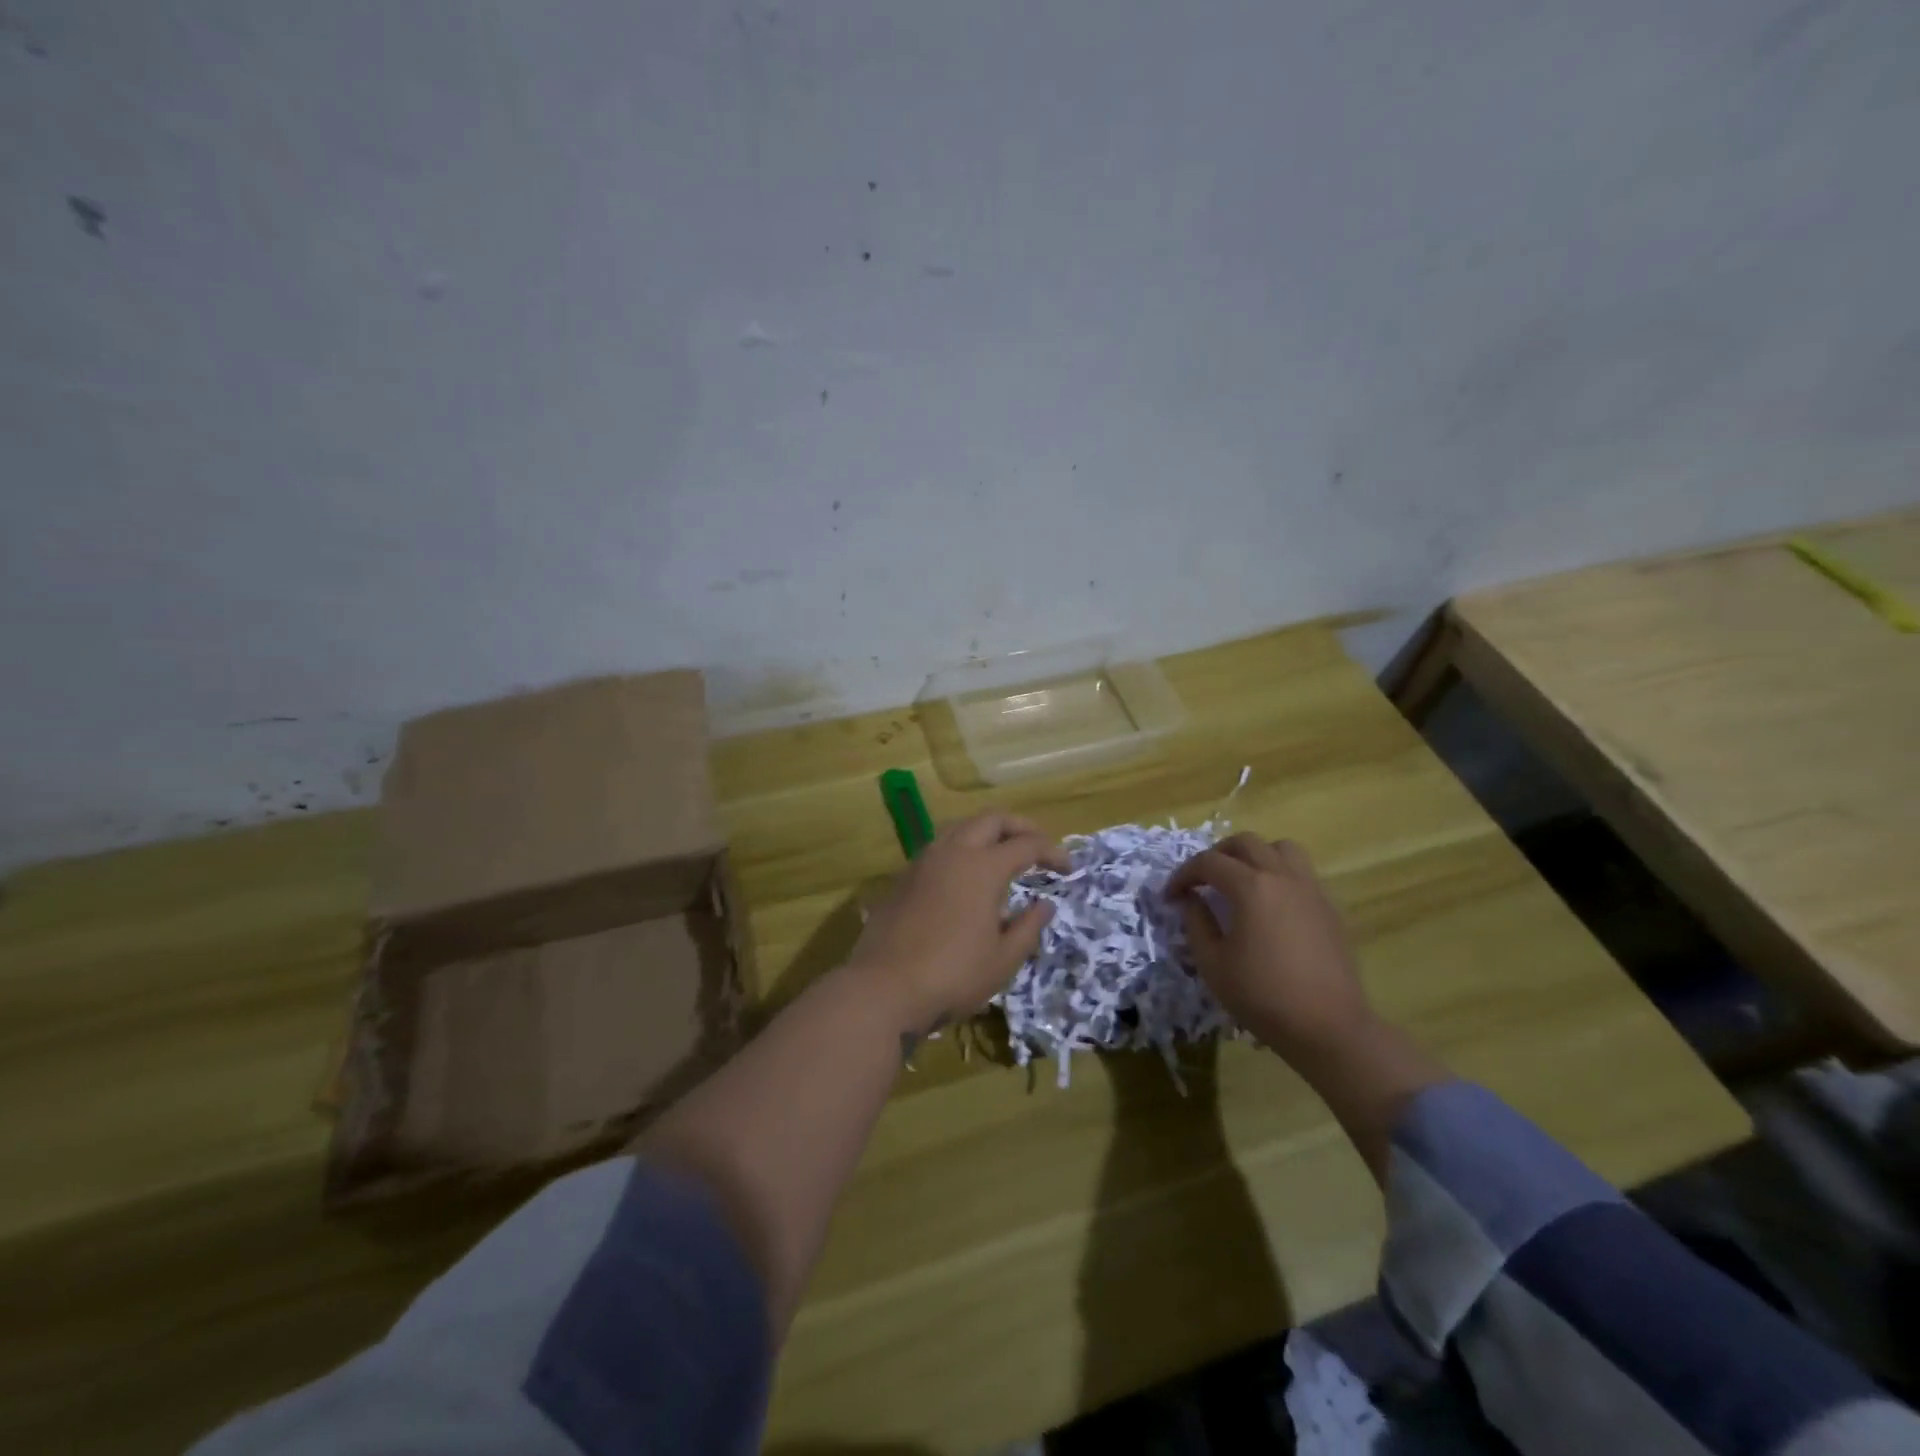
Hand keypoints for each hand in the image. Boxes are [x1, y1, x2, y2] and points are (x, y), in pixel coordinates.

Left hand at [845, 811, 1069, 1037]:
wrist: (883, 987)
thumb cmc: (952, 975)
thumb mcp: (1003, 960)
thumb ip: (1028, 927)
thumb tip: (1045, 904)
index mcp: (982, 867)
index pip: (1026, 845)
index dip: (1052, 852)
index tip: (1068, 868)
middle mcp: (952, 852)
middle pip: (991, 820)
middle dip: (1020, 826)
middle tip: (1038, 845)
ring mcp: (923, 861)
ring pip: (960, 827)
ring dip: (987, 832)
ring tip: (1002, 853)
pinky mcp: (903, 877)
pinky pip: (939, 846)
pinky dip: (962, 848)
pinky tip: (965, 874)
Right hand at [1165, 833, 1373, 1060]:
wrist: (1329, 1027)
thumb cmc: (1263, 997)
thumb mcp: (1213, 964)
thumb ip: (1197, 923)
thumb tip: (1191, 900)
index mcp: (1252, 888)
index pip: (1208, 863)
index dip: (1183, 875)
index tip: (1170, 896)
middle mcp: (1283, 877)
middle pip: (1246, 843)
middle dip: (1217, 855)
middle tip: (1202, 880)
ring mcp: (1311, 889)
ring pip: (1281, 848)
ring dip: (1255, 856)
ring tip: (1240, 881)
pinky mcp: (1329, 907)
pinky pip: (1301, 872)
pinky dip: (1279, 874)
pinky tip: (1270, 905)